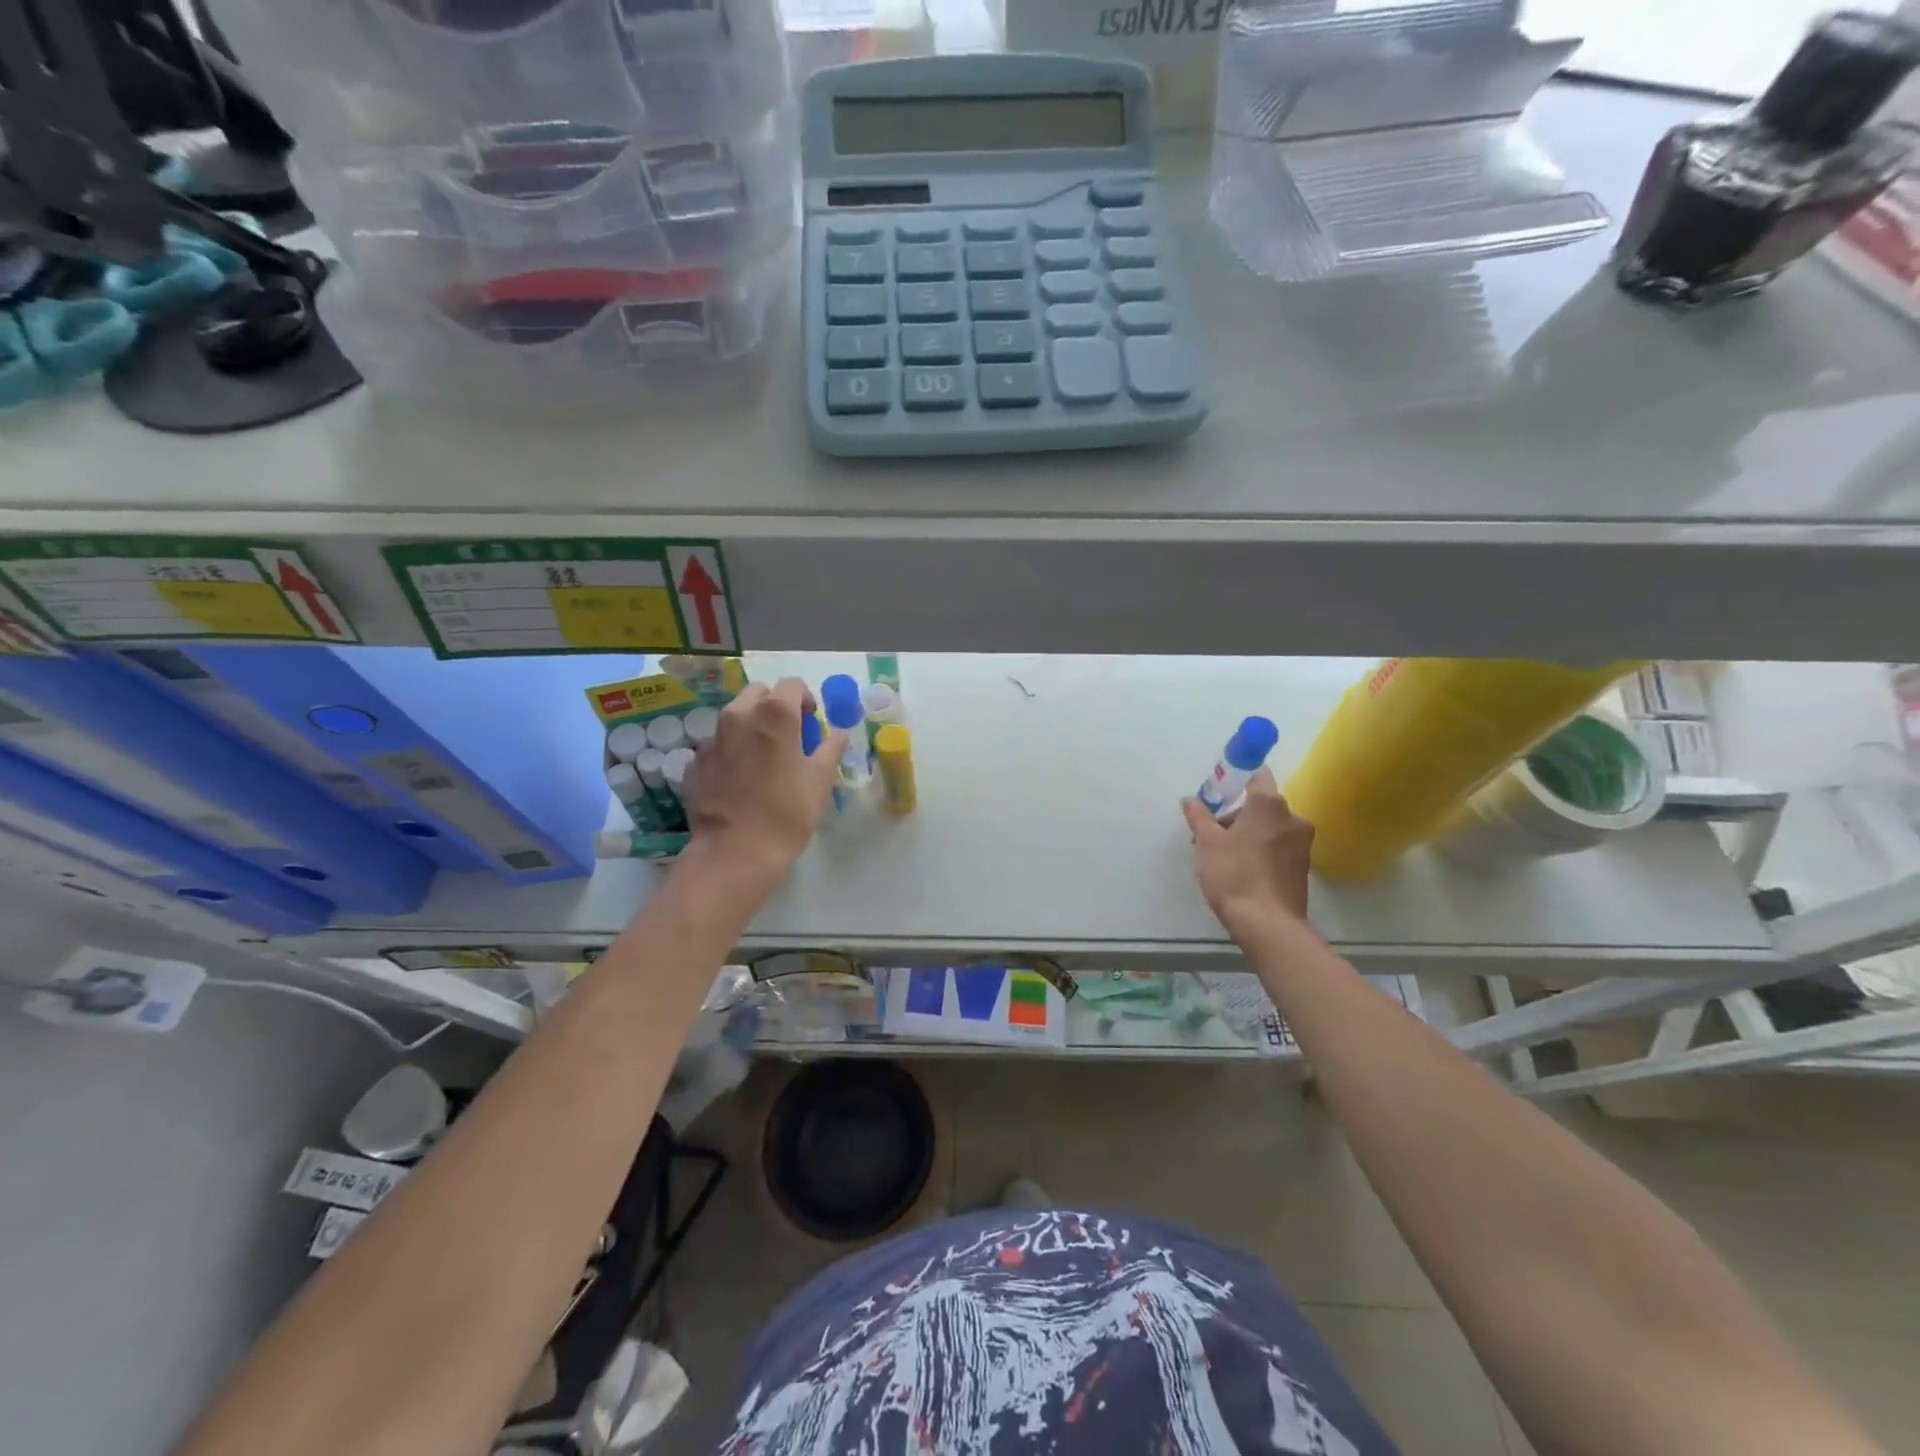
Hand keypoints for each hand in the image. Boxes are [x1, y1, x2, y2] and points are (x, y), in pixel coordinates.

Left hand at [683, 678, 846, 881]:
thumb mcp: (821, 780)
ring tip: (762, 756)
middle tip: (787, 734)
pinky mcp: (694, 762)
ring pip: (733, 716)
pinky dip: (730, 751)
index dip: (805, 698)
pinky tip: (739, 778)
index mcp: (774, 714)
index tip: (811, 721)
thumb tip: (839, 733)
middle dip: (774, 705)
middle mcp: (739, 716)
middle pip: (758, 693)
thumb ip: (831, 748)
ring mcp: (711, 738)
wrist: (735, 852)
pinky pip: (716, 744)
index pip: (792, 684)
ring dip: (750, 725)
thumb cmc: (787, 812)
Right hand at [1182, 769, 1313, 939]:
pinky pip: (1277, 847)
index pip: (1256, 775)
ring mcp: (1301, 843)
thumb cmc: (1235, 874)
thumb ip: (1199, 817)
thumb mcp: (1207, 843)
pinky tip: (1240, 870)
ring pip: (1268, 827)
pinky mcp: (1302, 867)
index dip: (1235, 780)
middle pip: (1260, 805)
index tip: (1217, 793)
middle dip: (1234, 815)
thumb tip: (1190, 800)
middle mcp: (1292, 817)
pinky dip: (1259, 850)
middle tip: (1209, 835)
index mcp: (1270, 804)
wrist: (1268, 924)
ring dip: (1246, 834)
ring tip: (1220, 857)